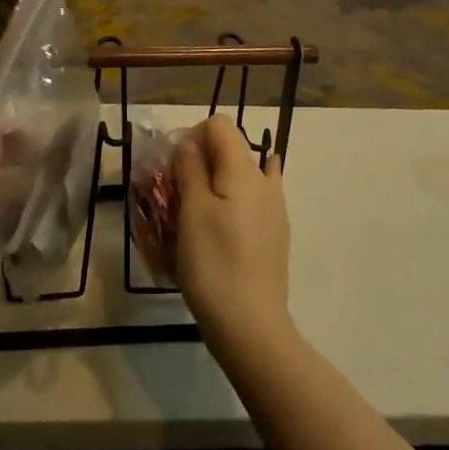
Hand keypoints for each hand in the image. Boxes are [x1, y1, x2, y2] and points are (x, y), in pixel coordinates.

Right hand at [172, 116, 292, 347]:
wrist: (250, 324)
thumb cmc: (213, 264)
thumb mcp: (192, 212)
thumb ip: (190, 169)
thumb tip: (189, 142)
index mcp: (244, 170)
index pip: (220, 125)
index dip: (192, 135)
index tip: (173, 166)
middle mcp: (265, 180)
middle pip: (231, 149)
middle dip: (200, 160)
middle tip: (175, 192)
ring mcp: (275, 208)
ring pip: (241, 176)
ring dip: (214, 182)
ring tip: (193, 212)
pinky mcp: (275, 233)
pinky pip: (251, 201)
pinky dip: (231, 202)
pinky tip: (219, 224)